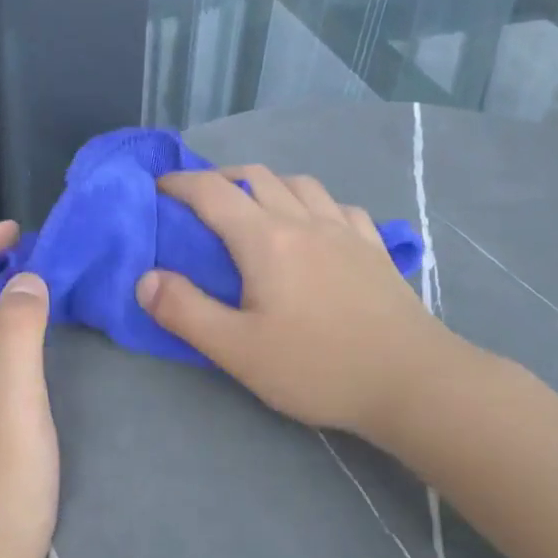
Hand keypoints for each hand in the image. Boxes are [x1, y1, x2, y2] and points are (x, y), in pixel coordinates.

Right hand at [136, 166, 457, 438]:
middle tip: (199, 200)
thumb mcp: (237, 350)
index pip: (212, 193)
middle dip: (220, 178)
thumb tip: (146, 278)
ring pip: (300, 184)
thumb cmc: (317, 367)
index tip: (157, 188)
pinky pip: (338, 206)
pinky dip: (313, 203)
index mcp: (266, 239)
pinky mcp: (375, 248)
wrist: (412, 381)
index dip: (179, 184)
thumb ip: (185, 311)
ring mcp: (346, 230)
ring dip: (268, 184)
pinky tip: (315, 225)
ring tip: (254, 208)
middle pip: (257, 177)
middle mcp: (304, 220)